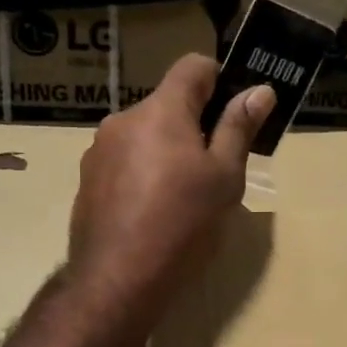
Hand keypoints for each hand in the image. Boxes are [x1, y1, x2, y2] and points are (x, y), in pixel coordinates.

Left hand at [67, 54, 272, 331]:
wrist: (117, 280)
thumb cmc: (183, 224)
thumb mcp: (224, 178)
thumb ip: (239, 129)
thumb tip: (260, 90)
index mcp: (160, 111)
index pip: (193, 66)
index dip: (219, 80)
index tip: (234, 112)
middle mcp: (123, 120)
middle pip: (167, 105)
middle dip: (193, 125)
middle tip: (215, 168)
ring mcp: (99, 152)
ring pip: (144, 135)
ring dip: (166, 151)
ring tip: (182, 196)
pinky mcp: (87, 182)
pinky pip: (123, 162)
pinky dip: (142, 174)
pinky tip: (152, 212)